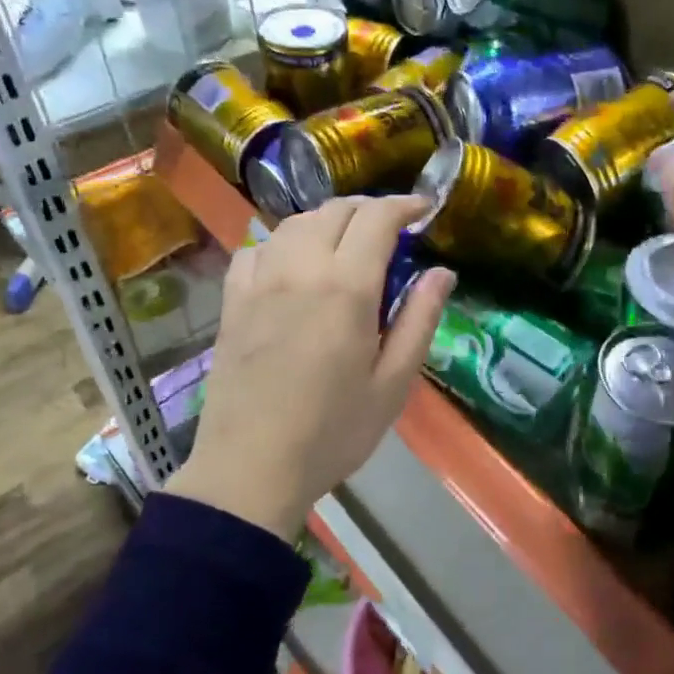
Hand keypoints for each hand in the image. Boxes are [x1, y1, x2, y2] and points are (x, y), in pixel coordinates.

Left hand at [166, 197, 455, 543]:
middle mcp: (300, 268)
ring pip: (295, 223)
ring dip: (328, 221)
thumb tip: (442, 272)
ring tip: (346, 244)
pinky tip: (293, 265)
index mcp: (346, 287)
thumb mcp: (393, 382)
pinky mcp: (231, 300)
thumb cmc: (334, 431)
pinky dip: (283, 243)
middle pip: (335, 210)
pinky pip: (257, 248)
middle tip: (391, 230)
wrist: (251, 468)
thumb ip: (419, 319)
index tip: (423, 210)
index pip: (377, 218)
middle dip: (369, 210)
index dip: (404, 205)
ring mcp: (259, 281)